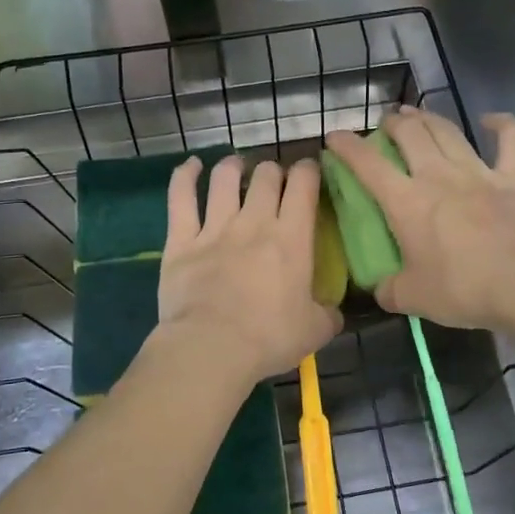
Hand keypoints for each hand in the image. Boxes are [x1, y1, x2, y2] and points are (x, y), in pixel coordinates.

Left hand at [156, 154, 343, 384]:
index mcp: (292, 238)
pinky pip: (181, 197)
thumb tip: (334, 310)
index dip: (308, 170)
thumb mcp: (315, 330)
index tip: (309, 173)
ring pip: (224, 178)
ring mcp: (214, 227)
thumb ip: (328, 313)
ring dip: (233, 167)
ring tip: (237, 167)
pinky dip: (185, 176)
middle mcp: (254, 222)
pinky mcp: (181, 240)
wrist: (211, 348)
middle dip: (273, 171)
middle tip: (274, 182)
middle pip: (265, 175)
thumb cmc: (269, 338)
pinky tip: (192, 166)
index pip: (303, 184)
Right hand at [325, 108, 514, 330]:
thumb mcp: (412, 298)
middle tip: (386, 125)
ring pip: (448, 131)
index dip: (347, 146)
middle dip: (393, 124)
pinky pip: (511, 140)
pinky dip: (502, 125)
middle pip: (410, 134)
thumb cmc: (462, 289)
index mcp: (406, 202)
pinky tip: (492, 119)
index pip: (367, 164)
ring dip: (429, 118)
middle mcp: (438, 176)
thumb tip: (380, 288)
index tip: (334, 136)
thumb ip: (389, 290)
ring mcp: (479, 172)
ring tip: (416, 114)